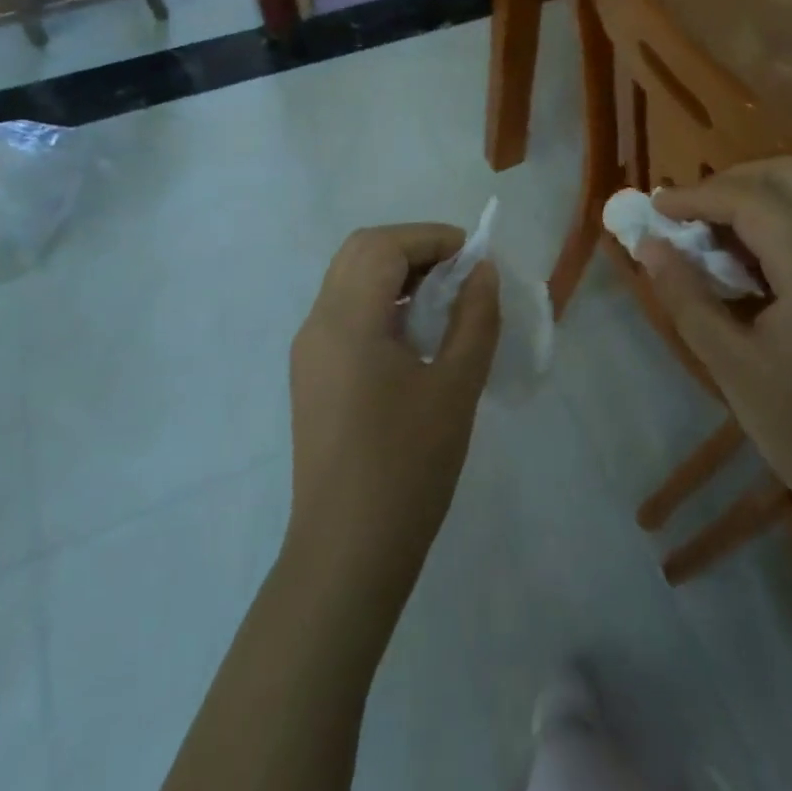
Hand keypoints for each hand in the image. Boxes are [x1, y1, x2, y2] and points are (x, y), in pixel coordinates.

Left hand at [286, 224, 499, 605]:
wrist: (347, 552)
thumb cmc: (407, 467)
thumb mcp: (455, 387)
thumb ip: (474, 319)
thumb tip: (482, 271)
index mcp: (346, 321)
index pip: (383, 245)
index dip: (431, 238)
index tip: (474, 258)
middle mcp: (317, 324)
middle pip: (359, 253)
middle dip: (412, 248)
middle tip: (458, 273)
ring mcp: (309, 351)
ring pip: (349, 281)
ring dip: (395, 274)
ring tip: (443, 301)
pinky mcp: (312, 376)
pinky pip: (345, 313)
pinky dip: (381, 303)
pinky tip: (414, 336)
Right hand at [641, 158, 791, 534]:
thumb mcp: (732, 367)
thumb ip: (687, 298)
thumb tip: (648, 245)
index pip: (755, 201)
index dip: (699, 196)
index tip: (656, 208)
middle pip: (789, 177)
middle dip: (729, 182)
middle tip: (686, 215)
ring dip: (751, 199)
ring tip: (707, 235)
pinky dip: (773, 222)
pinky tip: (743, 261)